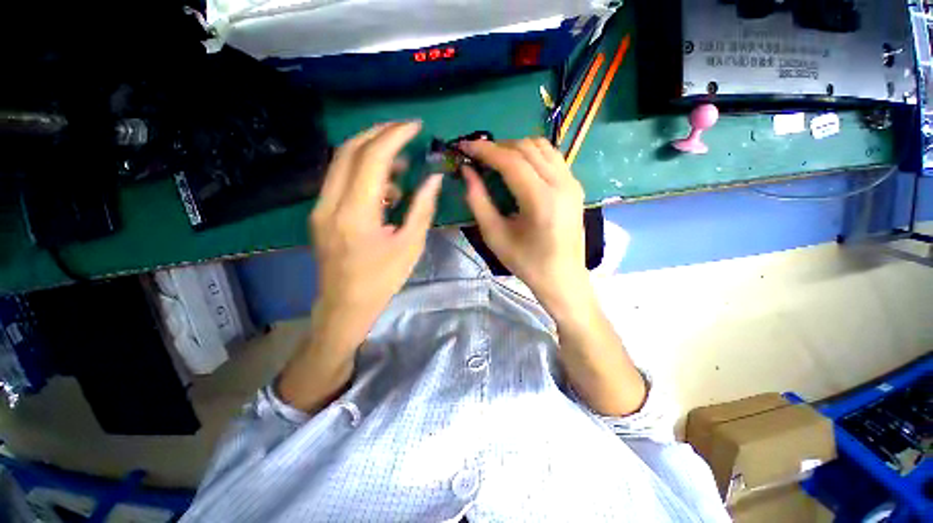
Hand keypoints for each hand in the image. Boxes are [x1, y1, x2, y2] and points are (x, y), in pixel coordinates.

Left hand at [308, 121, 442, 352]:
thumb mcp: (411, 245)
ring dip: (372, 153)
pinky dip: (364, 173)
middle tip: (405, 131)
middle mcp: (330, 204)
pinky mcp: (320, 212)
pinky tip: (385, 189)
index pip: (372, 158)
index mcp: (356, 214)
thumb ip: (422, 208)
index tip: (415, 126)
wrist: (345, 305)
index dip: (394, 136)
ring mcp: (320, 207)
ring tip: (401, 165)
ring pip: (341, 162)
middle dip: (379, 133)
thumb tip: (434, 178)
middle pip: (349, 150)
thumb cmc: (383, 280)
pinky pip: (340, 180)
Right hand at [460, 138, 590, 316]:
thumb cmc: (526, 262)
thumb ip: (478, 200)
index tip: (464, 146)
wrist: (562, 277)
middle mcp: (561, 184)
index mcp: (541, 200)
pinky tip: (519, 167)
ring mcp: (572, 182)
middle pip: (526, 148)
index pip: (510, 161)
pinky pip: (552, 156)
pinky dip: (531, 154)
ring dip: (515, 147)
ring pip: (541, 147)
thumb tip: (467, 171)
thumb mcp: (494, 235)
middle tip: (477, 156)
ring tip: (496, 159)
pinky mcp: (575, 186)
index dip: (484, 150)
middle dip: (498, 147)